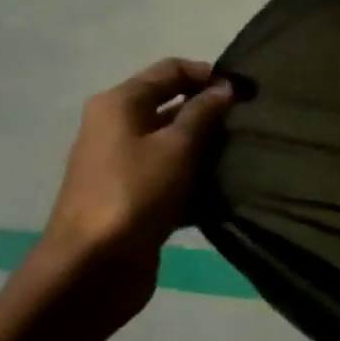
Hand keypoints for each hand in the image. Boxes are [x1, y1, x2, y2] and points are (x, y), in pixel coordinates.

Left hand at [28, 58, 235, 330]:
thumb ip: (204, 112)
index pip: (171, 70)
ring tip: (241, 155)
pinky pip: (169, 174)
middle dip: (210, 111)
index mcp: (119, 104)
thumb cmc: (135, 194)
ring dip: (205, 147)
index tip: (245, 93)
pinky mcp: (131, 196)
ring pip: (173, 142)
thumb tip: (225, 87)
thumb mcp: (177, 146)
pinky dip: (193, 176)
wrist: (90, 270)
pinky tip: (223, 187)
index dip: (209, 75)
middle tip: (248, 124)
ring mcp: (121, 164)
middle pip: (171, 104)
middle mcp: (116, 127)